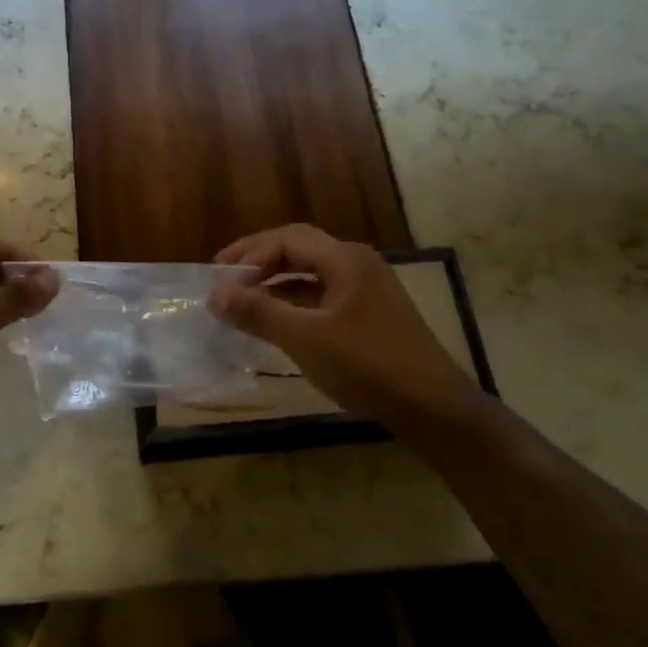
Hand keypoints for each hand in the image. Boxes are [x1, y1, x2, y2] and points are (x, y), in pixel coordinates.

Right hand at [207, 225, 480, 430]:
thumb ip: (258, 312)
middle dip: (259, 264)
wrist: (432, 407)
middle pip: (299, 251)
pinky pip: (324, 298)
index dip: (248, 253)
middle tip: (225, 282)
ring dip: (276, 286)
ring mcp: (368, 290)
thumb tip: (215, 295)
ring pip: (311, 276)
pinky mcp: (371, 316)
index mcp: (345, 259)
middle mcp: (358, 265)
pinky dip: (295, 305)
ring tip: (243, 304)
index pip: (287, 239)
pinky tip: (278, 324)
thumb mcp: (305, 338)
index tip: (217, 276)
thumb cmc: (367, 365)